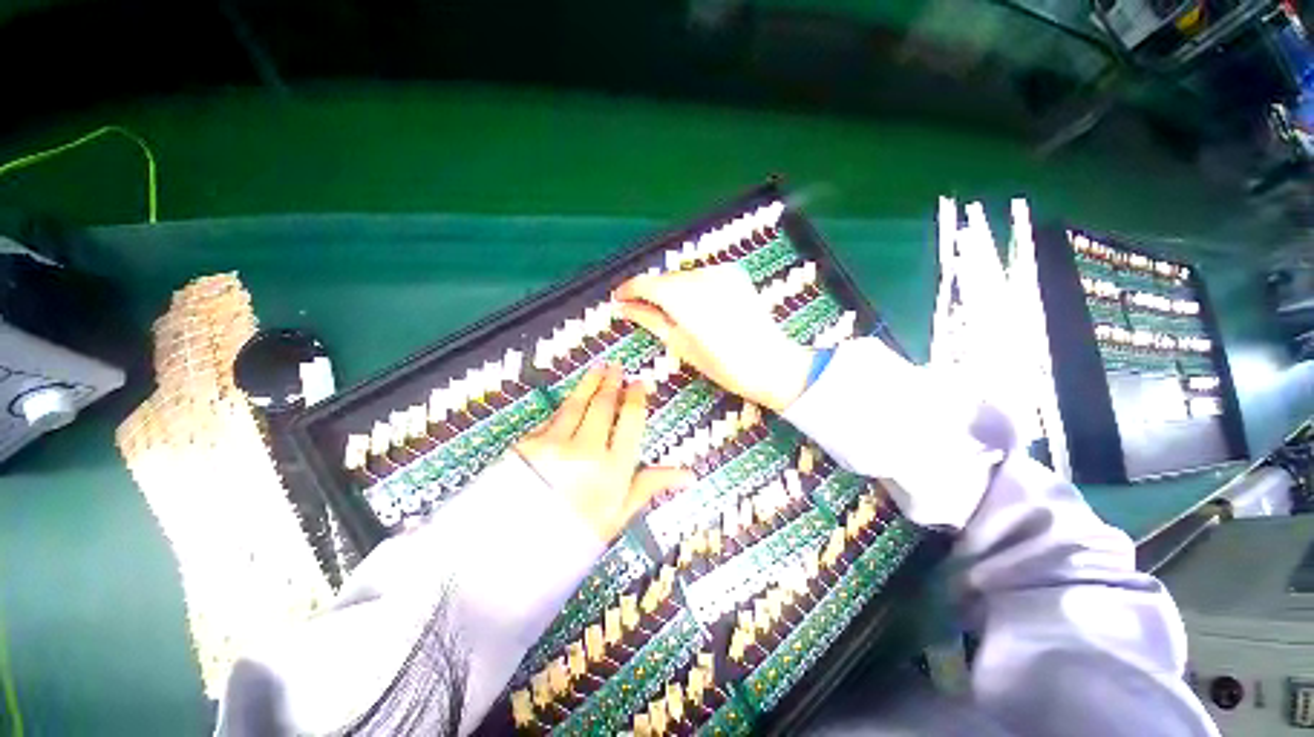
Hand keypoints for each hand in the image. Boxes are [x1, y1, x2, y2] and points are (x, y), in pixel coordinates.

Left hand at [515, 363, 693, 541]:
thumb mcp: (619, 515)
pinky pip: (553, 417)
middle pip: (603, 405)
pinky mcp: (528, 443)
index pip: (630, 420)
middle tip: (617, 367)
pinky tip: (571, 398)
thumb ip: (650, 486)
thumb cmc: (577, 537)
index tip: (639, 384)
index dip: (636, 398)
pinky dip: (565, 405)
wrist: (515, 554)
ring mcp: (555, 443)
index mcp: (613, 467)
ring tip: (598, 368)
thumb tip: (688, 475)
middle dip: (612, 383)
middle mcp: (587, 449)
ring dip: (589, 383)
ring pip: (577, 404)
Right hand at [614, 264, 812, 411]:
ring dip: (670, 289)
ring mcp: (721, 272)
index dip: (628, 290)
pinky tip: (694, 306)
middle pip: (664, 278)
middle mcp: (702, 277)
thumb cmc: (723, 365)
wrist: (771, 363)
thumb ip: (650, 320)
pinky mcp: (734, 273)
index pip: (646, 283)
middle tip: (641, 310)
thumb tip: (623, 308)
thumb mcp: (680, 345)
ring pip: (682, 275)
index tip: (618, 299)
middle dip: (650, 292)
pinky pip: (701, 275)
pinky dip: (690, 286)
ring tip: (669, 312)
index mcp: (685, 298)